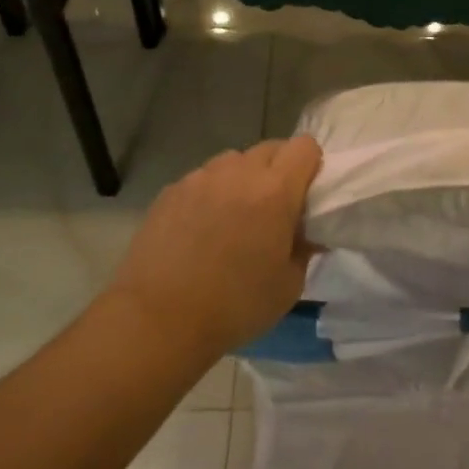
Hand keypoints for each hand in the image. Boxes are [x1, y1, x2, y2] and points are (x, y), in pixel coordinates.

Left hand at [103, 137, 322, 360]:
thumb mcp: (289, 285)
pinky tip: (200, 229)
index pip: (305, 147)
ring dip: (243, 179)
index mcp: (275, 191)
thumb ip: (305, 248)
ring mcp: (200, 178)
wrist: (157, 321)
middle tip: (274, 208)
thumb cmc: (234, 306)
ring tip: (234, 216)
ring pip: (233, 161)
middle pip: (270, 148)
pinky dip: (211, 193)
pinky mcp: (171, 191)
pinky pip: (202, 179)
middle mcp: (239, 173)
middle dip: (279, 170)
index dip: (311, 165)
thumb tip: (307, 233)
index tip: (307, 193)